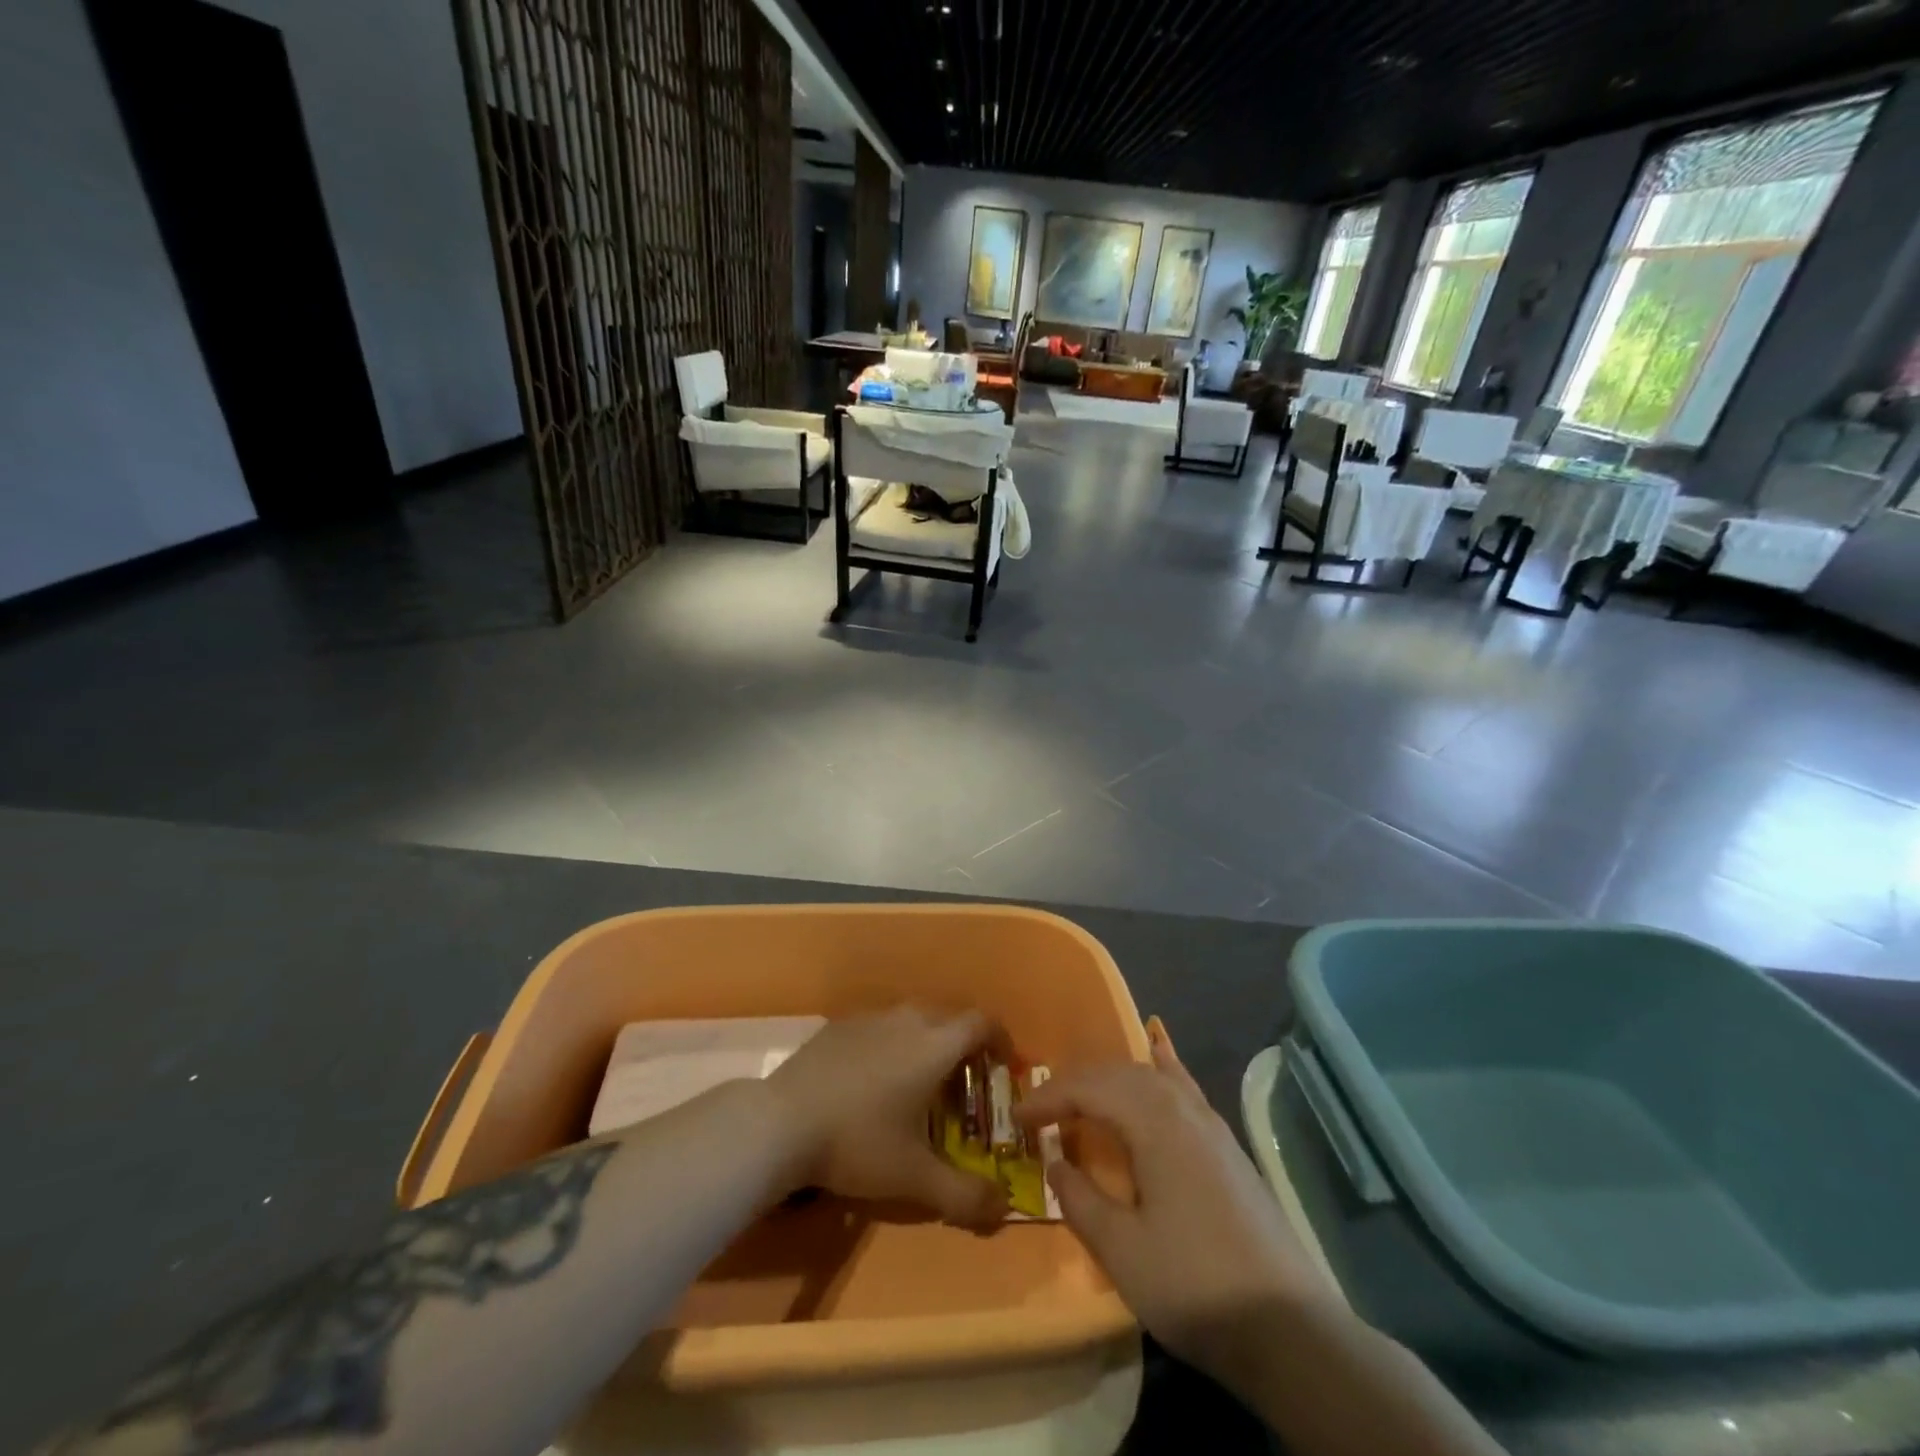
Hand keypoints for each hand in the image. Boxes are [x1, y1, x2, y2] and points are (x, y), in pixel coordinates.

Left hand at [765, 1007, 1005, 1226]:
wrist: (781, 1122)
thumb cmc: (858, 1142)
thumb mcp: (915, 1179)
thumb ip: (965, 1195)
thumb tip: (1004, 1208)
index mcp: (934, 1045)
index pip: (981, 1022)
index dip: (1000, 1039)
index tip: (1004, 1066)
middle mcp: (907, 1019)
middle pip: (948, 1018)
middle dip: (964, 1045)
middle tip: (963, 1084)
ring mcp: (869, 1018)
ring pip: (912, 1019)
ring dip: (926, 1042)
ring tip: (919, 1082)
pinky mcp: (839, 1025)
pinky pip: (880, 1026)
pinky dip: (891, 1044)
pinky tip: (873, 1080)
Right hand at [1017, 1018, 1333, 1381]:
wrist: (1289, 1329)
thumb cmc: (1194, 1284)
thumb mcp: (1122, 1250)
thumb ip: (1081, 1199)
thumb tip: (1056, 1162)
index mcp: (1154, 1122)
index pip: (1089, 1089)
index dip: (1048, 1098)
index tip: (1017, 1118)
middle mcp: (1182, 1107)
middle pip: (1118, 1074)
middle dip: (1075, 1085)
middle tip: (1042, 1111)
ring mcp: (1210, 1123)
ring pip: (1150, 1077)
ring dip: (1110, 1081)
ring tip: (1082, 1100)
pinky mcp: (1226, 1144)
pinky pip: (1183, 1086)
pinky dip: (1161, 1066)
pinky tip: (1158, 1052)